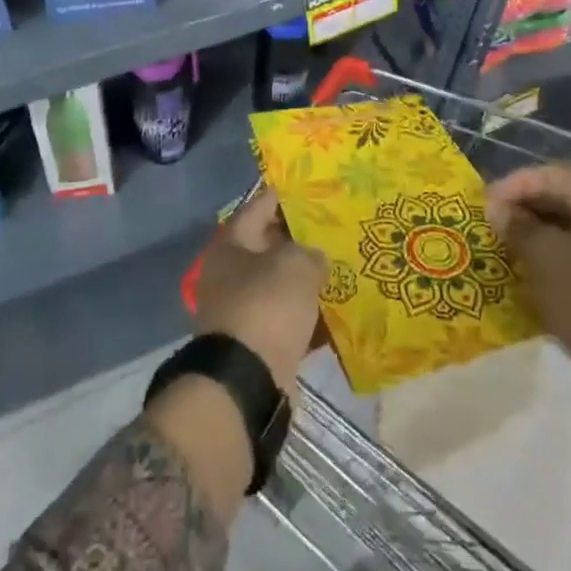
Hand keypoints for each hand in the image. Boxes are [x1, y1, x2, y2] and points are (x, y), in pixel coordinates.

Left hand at [190, 189, 326, 394]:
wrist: (247, 381)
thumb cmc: (266, 305)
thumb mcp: (295, 265)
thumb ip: (309, 253)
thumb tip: (313, 259)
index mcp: (231, 244)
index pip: (258, 208)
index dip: (282, 197)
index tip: (307, 189)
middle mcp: (230, 274)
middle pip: (268, 248)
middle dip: (299, 241)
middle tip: (333, 230)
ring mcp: (241, 310)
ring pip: (280, 286)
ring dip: (305, 281)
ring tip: (340, 269)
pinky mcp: (257, 344)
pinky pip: (287, 321)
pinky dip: (308, 317)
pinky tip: (336, 313)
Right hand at [486, 165, 570, 378]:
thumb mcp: (542, 254)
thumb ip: (516, 224)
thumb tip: (498, 210)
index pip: (549, 175)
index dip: (513, 184)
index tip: (484, 204)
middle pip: (559, 197)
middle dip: (522, 206)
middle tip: (491, 222)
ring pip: (566, 225)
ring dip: (533, 230)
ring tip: (503, 243)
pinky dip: (549, 252)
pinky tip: (526, 267)